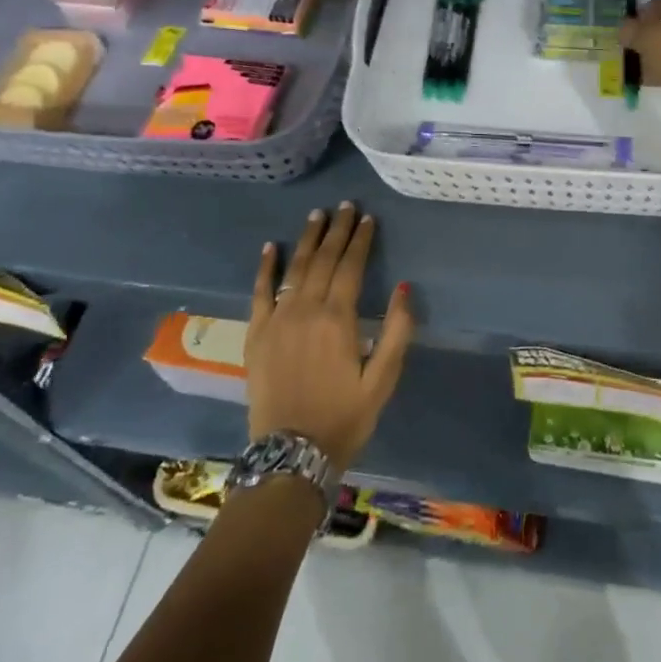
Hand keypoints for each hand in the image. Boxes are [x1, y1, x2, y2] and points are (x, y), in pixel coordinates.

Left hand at [247, 203, 414, 474]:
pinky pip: (259, 292)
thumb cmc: (344, 417)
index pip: (350, 266)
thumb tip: (404, 286)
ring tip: (316, 215)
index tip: (367, 218)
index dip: (360, 240)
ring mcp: (277, 320)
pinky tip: (269, 247)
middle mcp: (306, 310)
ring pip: (294, 268)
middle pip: (322, 260)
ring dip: (306, 239)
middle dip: (336, 230)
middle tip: (345, 206)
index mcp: (338, 318)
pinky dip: (265, 268)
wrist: (291, 456)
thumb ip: (396, 331)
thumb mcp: (383, 380)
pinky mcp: (256, 335)